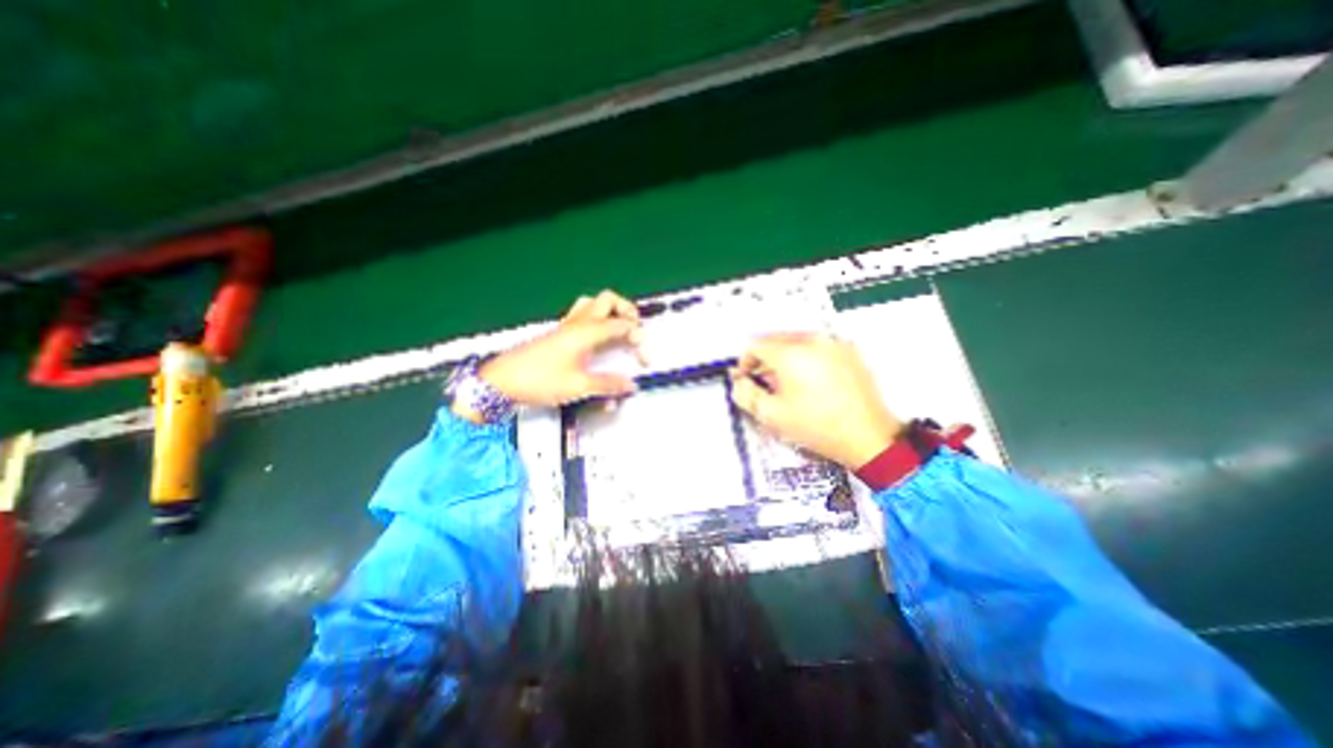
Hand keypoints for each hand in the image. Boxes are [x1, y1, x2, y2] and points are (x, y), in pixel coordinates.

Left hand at [473, 291, 645, 410]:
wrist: (502, 381)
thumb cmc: (540, 380)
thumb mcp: (578, 386)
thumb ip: (608, 385)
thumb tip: (631, 385)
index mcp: (588, 331)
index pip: (623, 325)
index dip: (639, 338)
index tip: (644, 360)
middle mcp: (579, 322)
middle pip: (609, 300)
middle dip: (627, 311)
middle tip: (635, 332)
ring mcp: (567, 325)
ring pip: (593, 303)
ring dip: (610, 311)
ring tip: (619, 329)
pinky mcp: (559, 333)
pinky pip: (582, 314)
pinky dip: (597, 318)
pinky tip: (597, 338)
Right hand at [728, 333, 904, 466]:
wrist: (868, 437)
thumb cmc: (818, 427)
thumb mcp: (771, 415)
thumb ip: (745, 394)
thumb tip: (738, 381)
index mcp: (791, 353)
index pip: (755, 345)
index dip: (745, 362)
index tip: (746, 378)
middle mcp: (812, 341)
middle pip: (776, 340)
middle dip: (764, 359)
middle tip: (764, 383)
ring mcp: (833, 343)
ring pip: (797, 342)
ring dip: (784, 358)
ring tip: (787, 384)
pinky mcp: (849, 351)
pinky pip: (817, 347)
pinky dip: (806, 358)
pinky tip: (810, 381)